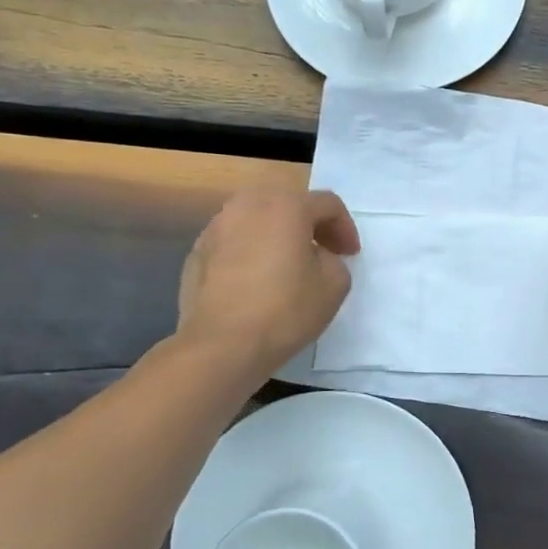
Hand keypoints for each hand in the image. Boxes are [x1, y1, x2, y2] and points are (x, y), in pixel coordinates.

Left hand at [176, 188, 360, 376]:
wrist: (221, 345)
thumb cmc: (285, 309)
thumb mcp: (335, 285)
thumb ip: (334, 259)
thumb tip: (317, 257)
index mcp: (286, 206)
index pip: (327, 204)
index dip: (345, 228)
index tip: (350, 255)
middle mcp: (248, 205)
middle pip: (288, 203)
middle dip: (310, 224)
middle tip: (322, 251)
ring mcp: (216, 227)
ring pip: (257, 220)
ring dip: (278, 235)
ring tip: (287, 264)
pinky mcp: (197, 252)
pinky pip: (234, 241)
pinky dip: (251, 251)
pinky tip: (257, 280)